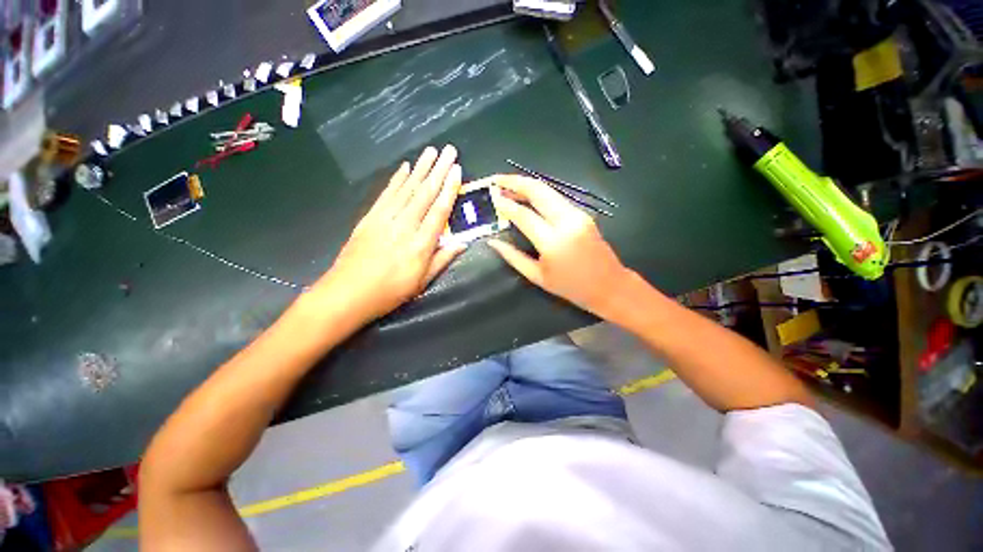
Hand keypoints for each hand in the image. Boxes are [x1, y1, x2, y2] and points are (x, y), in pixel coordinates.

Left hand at [312, 145, 465, 323]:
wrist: (347, 293)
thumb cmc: (390, 292)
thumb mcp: (422, 282)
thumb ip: (442, 260)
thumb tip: (462, 244)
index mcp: (421, 244)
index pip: (439, 211)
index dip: (449, 189)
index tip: (457, 171)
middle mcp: (405, 226)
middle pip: (424, 194)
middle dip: (438, 170)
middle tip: (449, 151)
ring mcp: (385, 219)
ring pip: (406, 189)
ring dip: (420, 169)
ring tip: (430, 151)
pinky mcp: (369, 217)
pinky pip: (386, 194)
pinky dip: (396, 179)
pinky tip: (405, 168)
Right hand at [488, 175, 629, 316]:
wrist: (609, 285)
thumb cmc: (570, 287)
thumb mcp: (537, 276)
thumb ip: (513, 257)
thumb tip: (493, 241)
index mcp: (553, 242)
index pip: (524, 215)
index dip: (505, 204)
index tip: (491, 195)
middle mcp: (567, 222)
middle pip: (538, 190)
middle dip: (515, 181)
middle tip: (497, 179)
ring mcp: (578, 214)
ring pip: (548, 190)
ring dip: (526, 185)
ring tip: (507, 186)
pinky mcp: (583, 213)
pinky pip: (556, 198)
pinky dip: (539, 194)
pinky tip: (526, 197)